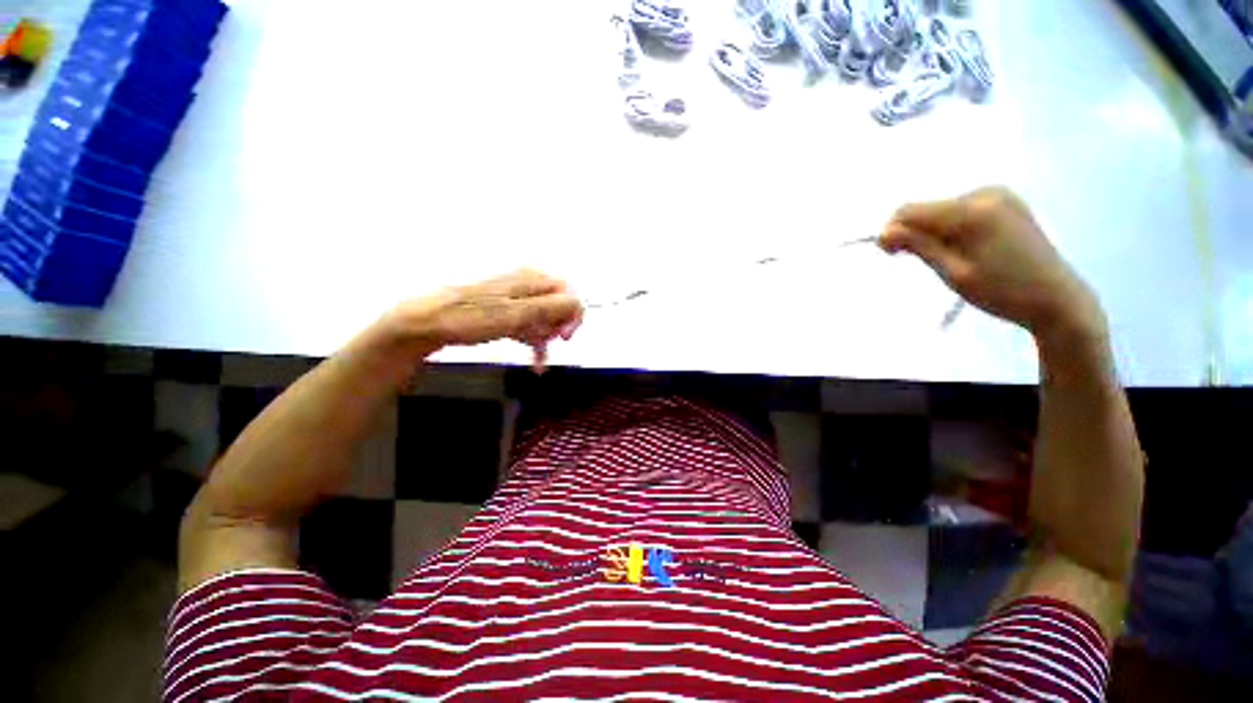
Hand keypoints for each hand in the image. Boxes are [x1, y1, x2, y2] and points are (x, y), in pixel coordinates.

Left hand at [389, 269, 583, 370]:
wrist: (427, 323)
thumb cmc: (471, 317)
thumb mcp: (516, 315)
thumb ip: (551, 308)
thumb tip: (578, 303)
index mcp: (532, 279)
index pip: (569, 294)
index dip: (572, 317)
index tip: (564, 338)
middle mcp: (527, 284)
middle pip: (558, 307)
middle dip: (556, 329)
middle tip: (546, 344)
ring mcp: (515, 298)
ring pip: (544, 319)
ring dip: (545, 340)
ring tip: (538, 360)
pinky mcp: (505, 311)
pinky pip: (529, 326)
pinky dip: (533, 342)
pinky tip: (535, 362)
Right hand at [879, 187, 1105, 341]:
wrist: (1057, 299)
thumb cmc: (1002, 292)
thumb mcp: (954, 273)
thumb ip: (919, 247)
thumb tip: (883, 232)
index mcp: (973, 211)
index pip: (911, 210)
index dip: (892, 230)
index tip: (889, 254)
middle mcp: (985, 193)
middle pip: (927, 208)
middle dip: (913, 232)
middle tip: (917, 262)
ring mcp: (999, 195)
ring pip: (942, 210)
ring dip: (932, 232)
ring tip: (946, 259)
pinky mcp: (1005, 202)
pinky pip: (960, 211)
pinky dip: (950, 228)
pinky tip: (963, 248)